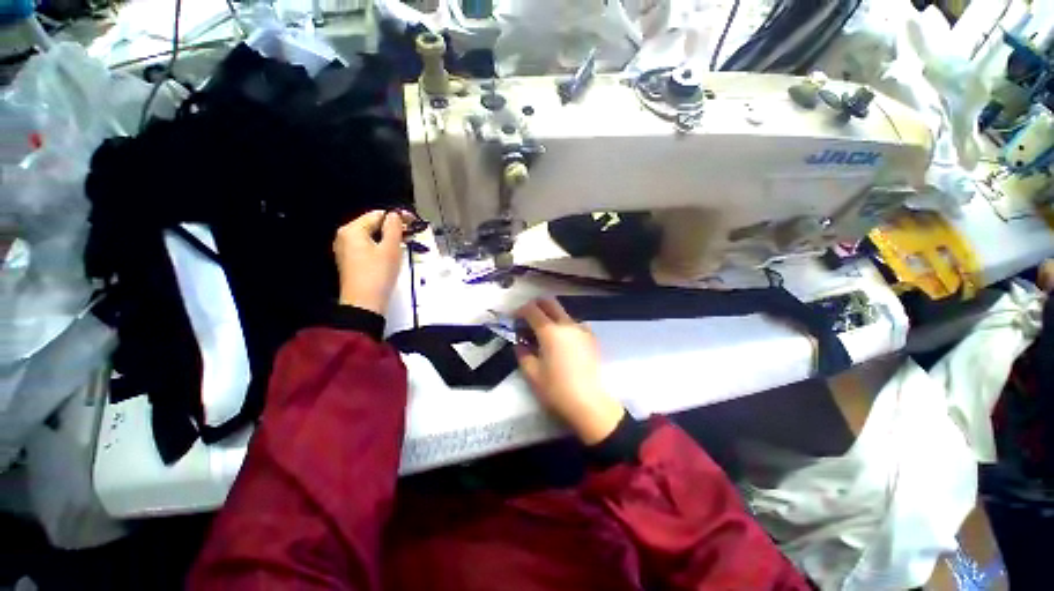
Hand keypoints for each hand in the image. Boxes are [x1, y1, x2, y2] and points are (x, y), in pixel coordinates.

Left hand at [333, 210, 404, 313]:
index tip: (414, 221)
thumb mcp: (390, 249)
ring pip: (372, 237)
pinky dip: (382, 247)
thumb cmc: (378, 274)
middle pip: (373, 225)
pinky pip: (368, 247)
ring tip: (406, 243)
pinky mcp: (351, 262)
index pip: (377, 215)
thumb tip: (395, 215)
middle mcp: (345, 237)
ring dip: (389, 238)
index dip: (397, 216)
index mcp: (352, 230)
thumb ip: (394, 228)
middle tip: (412, 233)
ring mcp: (346, 250)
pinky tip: (394, 253)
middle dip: (393, 228)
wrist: (364, 304)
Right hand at [514, 299, 624, 444]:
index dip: (520, 310)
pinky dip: (564, 326)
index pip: (532, 309)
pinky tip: (562, 342)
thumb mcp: (532, 373)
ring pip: (563, 313)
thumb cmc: (557, 389)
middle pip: (550, 302)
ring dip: (550, 316)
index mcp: (550, 331)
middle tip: (528, 319)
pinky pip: (574, 324)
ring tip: (545, 335)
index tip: (514, 319)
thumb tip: (520, 343)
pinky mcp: (592, 337)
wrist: (590, 403)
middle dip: (536, 305)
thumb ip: (522, 353)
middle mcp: (567, 324)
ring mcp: (582, 329)